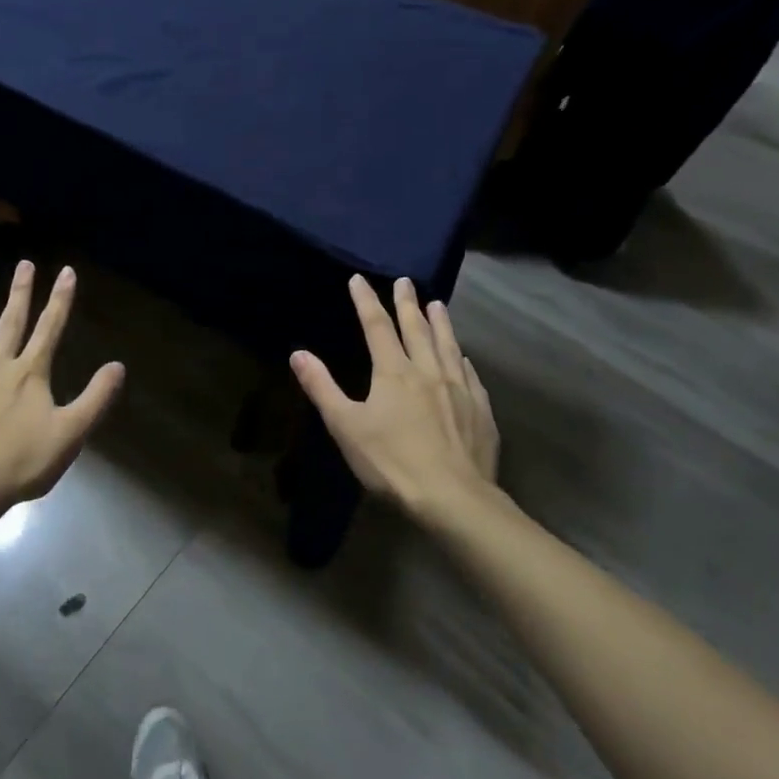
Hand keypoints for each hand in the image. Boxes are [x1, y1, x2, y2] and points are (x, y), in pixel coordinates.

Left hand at [0, 260, 124, 511]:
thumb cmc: (26, 459)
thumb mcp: (72, 431)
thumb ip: (96, 398)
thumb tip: (118, 366)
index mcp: (30, 372)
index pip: (50, 327)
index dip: (60, 298)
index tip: (66, 271)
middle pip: (11, 323)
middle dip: (20, 292)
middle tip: (23, 264)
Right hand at [290, 274, 498, 520]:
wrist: (454, 498)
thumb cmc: (392, 462)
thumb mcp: (346, 426)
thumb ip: (322, 388)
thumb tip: (298, 353)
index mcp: (394, 372)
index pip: (376, 326)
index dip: (366, 300)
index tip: (358, 279)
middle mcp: (428, 370)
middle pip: (416, 328)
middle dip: (407, 302)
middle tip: (406, 281)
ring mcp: (459, 389)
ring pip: (448, 345)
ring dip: (441, 322)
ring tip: (438, 304)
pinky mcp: (480, 411)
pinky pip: (470, 375)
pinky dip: (463, 359)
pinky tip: (464, 358)